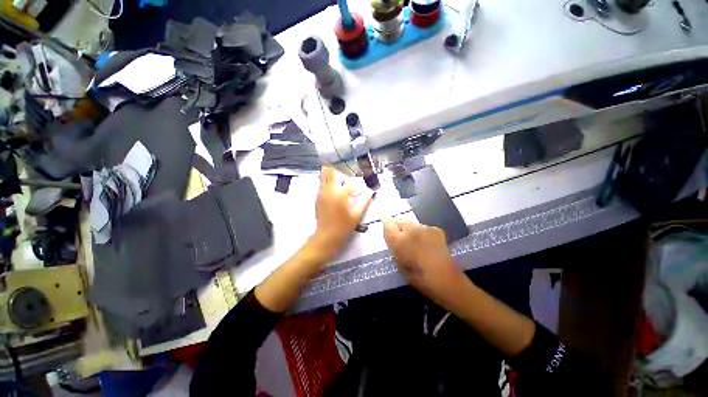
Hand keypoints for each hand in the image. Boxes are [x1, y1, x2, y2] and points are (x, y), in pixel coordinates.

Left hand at [313, 165, 373, 257]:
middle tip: (340, 166)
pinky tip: (331, 186)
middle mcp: (328, 192)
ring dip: (328, 174)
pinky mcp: (317, 200)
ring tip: (335, 172)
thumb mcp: (356, 216)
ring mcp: (320, 195)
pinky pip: (321, 186)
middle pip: (328, 173)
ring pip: (322, 178)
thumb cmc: (343, 228)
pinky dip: (325, 182)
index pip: (349, 185)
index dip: (355, 185)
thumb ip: (364, 203)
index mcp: (339, 196)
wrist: (326, 238)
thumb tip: (370, 193)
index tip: (359, 187)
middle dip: (333, 167)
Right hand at [383, 219, 464, 303]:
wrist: (445, 279)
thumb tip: (393, 238)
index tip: (384, 219)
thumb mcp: (399, 263)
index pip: (388, 224)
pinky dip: (423, 234)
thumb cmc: (418, 277)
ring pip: (413, 224)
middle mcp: (410, 230)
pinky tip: (429, 245)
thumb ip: (394, 248)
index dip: (386, 221)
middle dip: (400, 227)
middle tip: (403, 238)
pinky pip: (424, 228)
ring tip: (417, 243)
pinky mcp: (436, 229)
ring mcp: (424, 228)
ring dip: (412, 231)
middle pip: (401, 221)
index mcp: (398, 240)